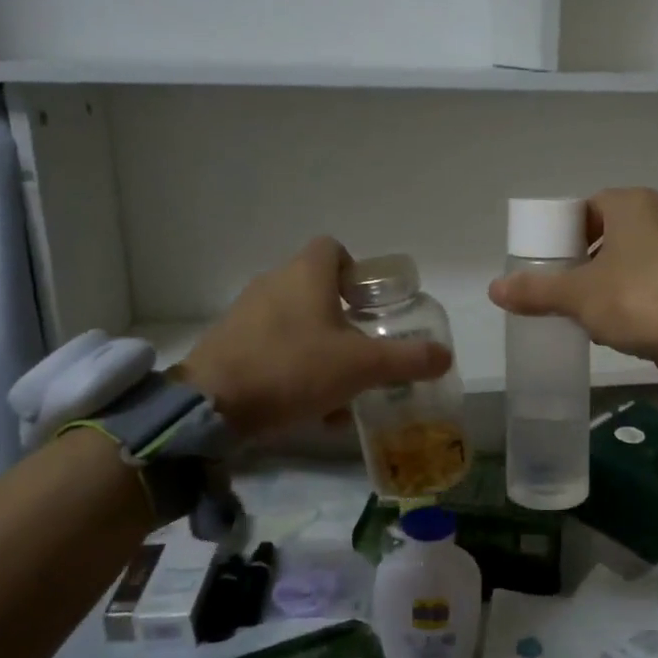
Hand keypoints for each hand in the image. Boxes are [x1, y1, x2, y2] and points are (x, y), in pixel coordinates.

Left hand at [180, 238, 451, 437]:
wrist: (212, 406)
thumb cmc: (293, 369)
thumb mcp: (362, 367)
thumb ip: (407, 360)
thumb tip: (445, 356)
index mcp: (305, 274)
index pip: (333, 248)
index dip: (356, 271)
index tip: (370, 305)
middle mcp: (272, 284)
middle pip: (316, 290)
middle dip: (343, 321)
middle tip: (363, 352)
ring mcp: (245, 314)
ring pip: (295, 324)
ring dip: (321, 350)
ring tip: (341, 391)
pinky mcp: (228, 345)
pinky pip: (272, 349)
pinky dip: (294, 369)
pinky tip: (309, 409)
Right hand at [488, 188, 657, 383]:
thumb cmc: (636, 300)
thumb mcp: (577, 296)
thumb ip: (536, 290)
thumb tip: (494, 290)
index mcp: (634, 204)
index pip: (590, 206)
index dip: (566, 232)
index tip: (553, 261)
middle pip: (614, 230)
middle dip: (588, 257)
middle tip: (567, 286)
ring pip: (637, 256)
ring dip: (613, 277)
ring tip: (591, 309)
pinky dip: (638, 292)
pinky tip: (624, 322)